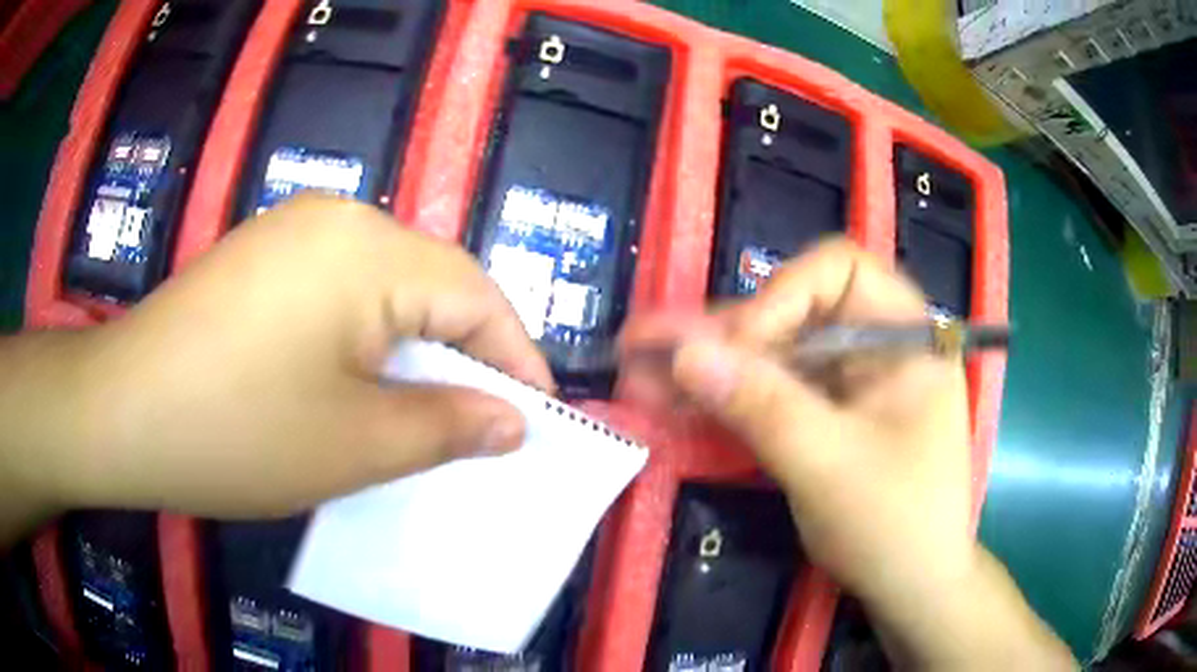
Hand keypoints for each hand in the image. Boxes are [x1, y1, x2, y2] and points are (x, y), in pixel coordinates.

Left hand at [49, 195, 551, 518]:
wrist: (119, 413)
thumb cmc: (238, 431)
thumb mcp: (357, 444)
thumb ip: (448, 426)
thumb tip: (514, 421)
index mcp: (368, 249)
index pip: (476, 295)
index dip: (515, 359)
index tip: (537, 418)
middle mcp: (335, 220)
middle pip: (430, 286)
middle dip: (462, 358)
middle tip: (478, 425)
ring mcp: (290, 233)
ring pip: (383, 291)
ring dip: (410, 352)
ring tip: (419, 413)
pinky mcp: (259, 259)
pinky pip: (336, 292)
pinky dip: (362, 341)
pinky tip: (350, 387)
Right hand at [621, 238, 1073, 668]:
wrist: (911, 588)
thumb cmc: (895, 525)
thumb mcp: (830, 466)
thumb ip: (762, 406)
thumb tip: (685, 353)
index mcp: (903, 336)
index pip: (838, 271)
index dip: (781, 295)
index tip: (738, 348)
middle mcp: (874, 346)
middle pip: (790, 314)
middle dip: (719, 335)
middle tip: (644, 346)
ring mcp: (846, 384)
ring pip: (770, 357)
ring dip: (706, 366)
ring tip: (635, 368)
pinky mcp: (822, 418)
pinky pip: (768, 395)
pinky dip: (723, 400)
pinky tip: (668, 401)